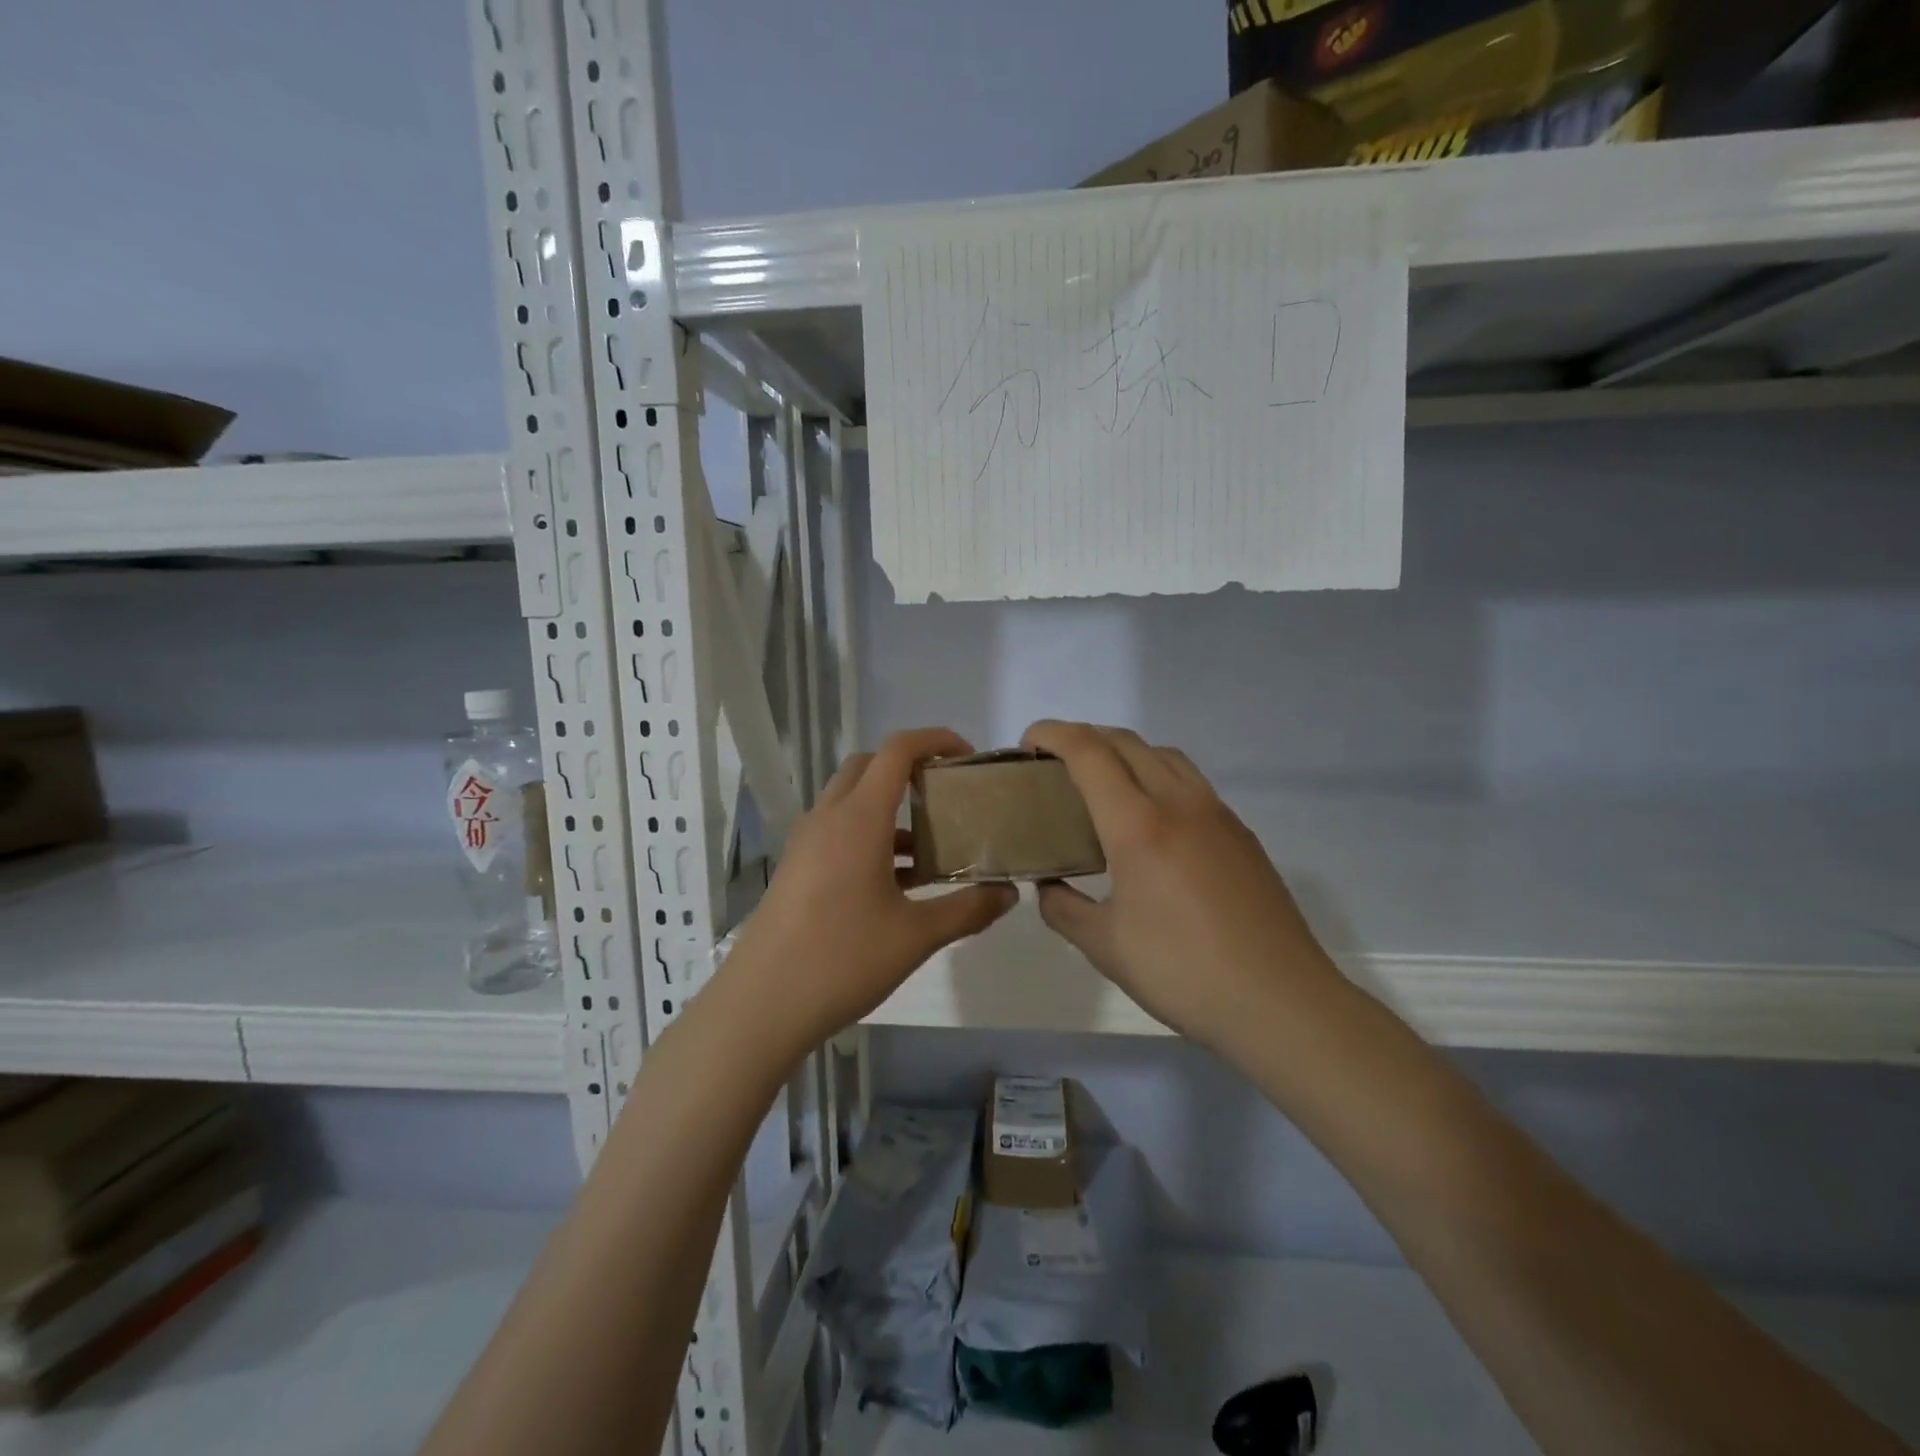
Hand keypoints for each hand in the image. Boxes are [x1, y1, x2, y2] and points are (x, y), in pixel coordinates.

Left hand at [725, 728, 1015, 1053]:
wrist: (761, 1004)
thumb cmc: (842, 960)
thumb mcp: (916, 936)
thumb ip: (968, 910)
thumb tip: (1009, 894)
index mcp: (859, 818)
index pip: (897, 751)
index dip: (935, 740)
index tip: (967, 757)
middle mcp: (829, 818)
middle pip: (869, 766)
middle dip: (909, 768)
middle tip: (946, 795)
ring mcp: (807, 842)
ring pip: (851, 801)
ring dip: (889, 807)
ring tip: (931, 845)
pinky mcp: (797, 867)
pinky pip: (838, 831)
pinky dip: (870, 836)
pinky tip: (897, 881)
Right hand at [1021, 720, 1342, 1052]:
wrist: (1280, 1001)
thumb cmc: (1182, 972)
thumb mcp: (1105, 946)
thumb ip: (1064, 908)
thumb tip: (1049, 888)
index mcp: (1138, 824)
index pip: (1089, 752)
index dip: (1053, 734)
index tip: (1028, 743)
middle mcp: (1179, 803)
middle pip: (1127, 742)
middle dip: (1085, 738)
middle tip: (1057, 765)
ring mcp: (1217, 815)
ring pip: (1165, 756)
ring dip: (1126, 753)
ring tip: (1104, 787)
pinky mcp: (1241, 834)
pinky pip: (1191, 783)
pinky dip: (1159, 778)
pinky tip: (1153, 823)